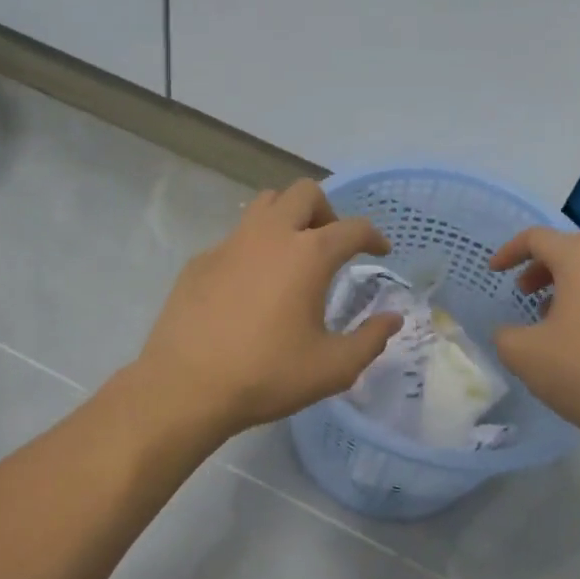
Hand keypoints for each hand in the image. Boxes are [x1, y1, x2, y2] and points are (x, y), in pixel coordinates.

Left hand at [133, 180, 404, 440]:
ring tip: (293, 253)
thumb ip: (371, 339)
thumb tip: (393, 318)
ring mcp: (230, 243)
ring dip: (288, 217)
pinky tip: (251, 285)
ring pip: (265, 204)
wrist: (186, 386)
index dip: (374, 237)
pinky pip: (236, 237)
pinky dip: (254, 247)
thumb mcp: (333, 368)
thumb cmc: (268, 375)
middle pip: (305, 193)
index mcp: (309, 255)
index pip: (353, 228)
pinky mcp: (201, 260)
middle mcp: (270, 235)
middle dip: (328, 211)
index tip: (381, 251)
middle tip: (333, 245)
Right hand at [488, 227, 579, 445]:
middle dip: (542, 263)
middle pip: (573, 247)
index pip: (539, 238)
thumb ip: (504, 334)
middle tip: (523, 289)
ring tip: (550, 313)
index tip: (495, 272)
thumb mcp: (521, 354)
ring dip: (569, 282)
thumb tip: (510, 331)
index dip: (510, 251)